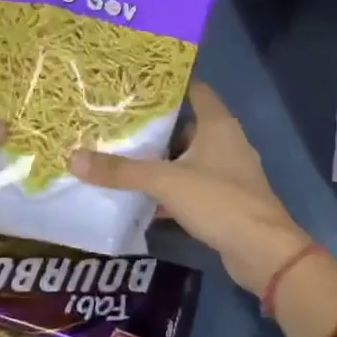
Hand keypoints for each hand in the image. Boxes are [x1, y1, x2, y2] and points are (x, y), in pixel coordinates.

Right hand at [72, 82, 307, 294]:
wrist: (261, 252)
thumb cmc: (219, 201)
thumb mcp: (165, 182)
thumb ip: (121, 171)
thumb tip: (74, 158)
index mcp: (217, 125)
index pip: (195, 90)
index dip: (168, 85)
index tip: (135, 84)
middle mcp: (225, 143)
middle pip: (185, 126)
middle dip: (154, 127)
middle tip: (116, 122)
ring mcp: (226, 173)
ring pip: (186, 160)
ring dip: (159, 161)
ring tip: (120, 157)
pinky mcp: (223, 201)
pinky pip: (190, 187)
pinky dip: (168, 191)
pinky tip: (140, 198)